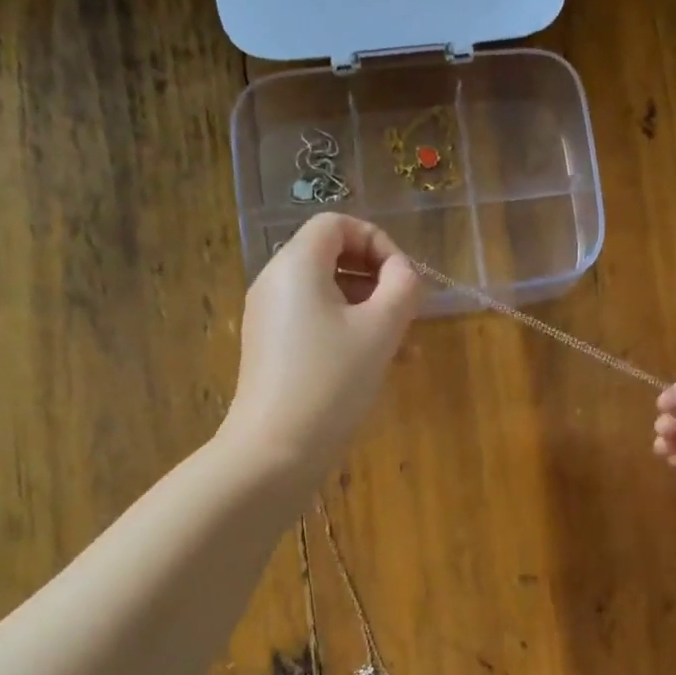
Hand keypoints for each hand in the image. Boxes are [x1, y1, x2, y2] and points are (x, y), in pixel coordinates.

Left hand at [219, 214, 421, 495]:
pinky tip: (378, 365)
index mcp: (296, 265)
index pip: (337, 224)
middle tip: (407, 313)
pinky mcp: (270, 349)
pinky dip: (347, 332)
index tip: (404, 280)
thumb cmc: (332, 382)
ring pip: (327, 295)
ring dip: (368, 311)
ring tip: (404, 347)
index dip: (378, 241)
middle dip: (377, 281)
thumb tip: (403, 273)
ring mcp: (268, 318)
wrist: (275, 450)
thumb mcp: (380, 330)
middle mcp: (275, 282)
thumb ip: (402, 287)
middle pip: (332, 258)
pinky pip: (314, 323)